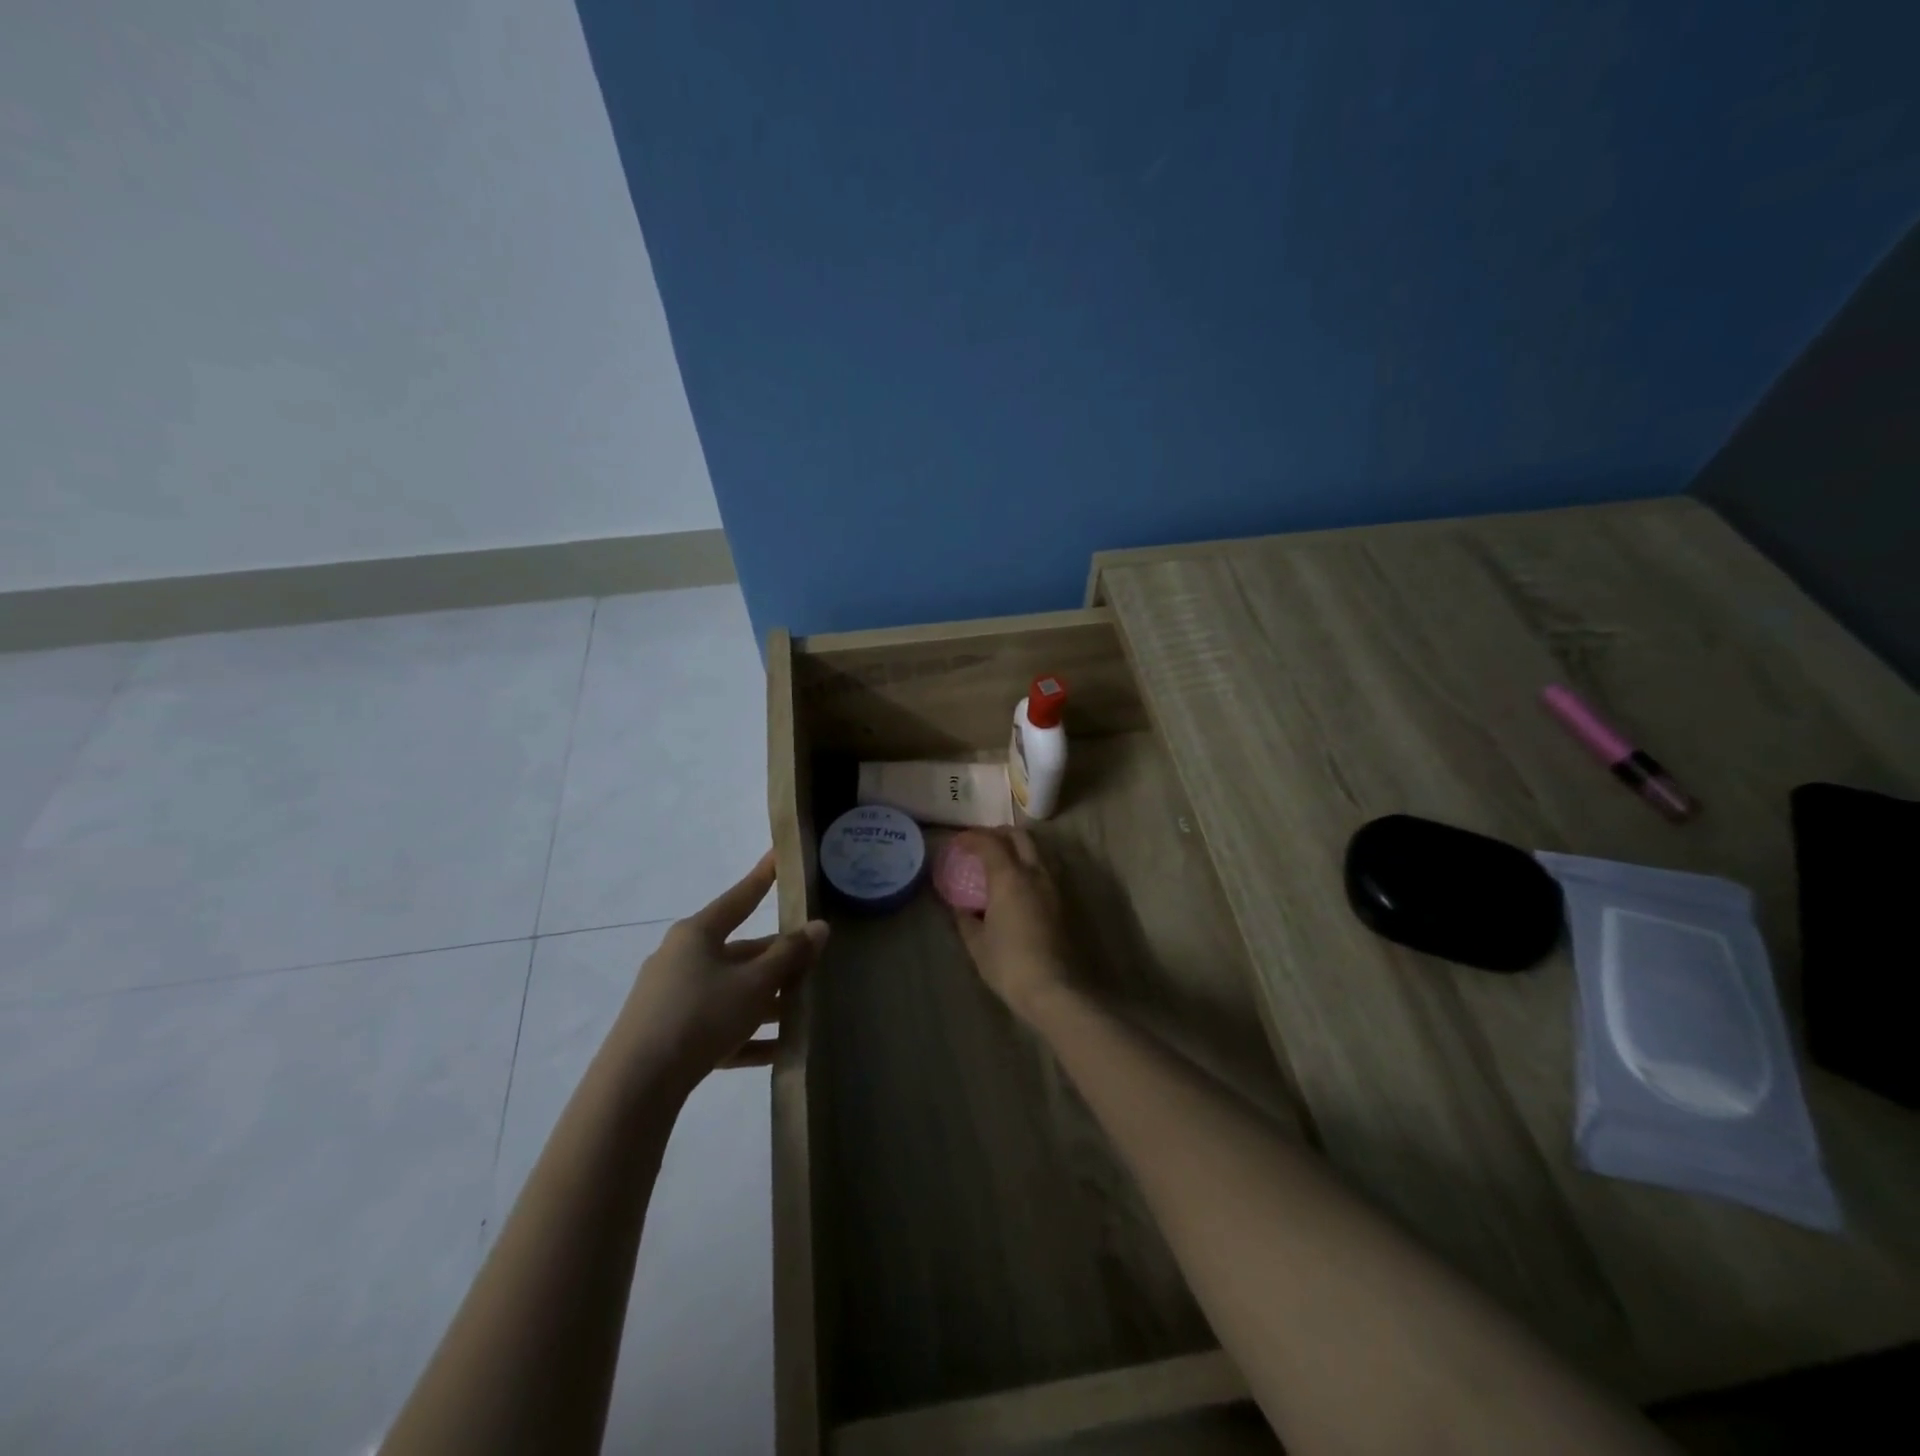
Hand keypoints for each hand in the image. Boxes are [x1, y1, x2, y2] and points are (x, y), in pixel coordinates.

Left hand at [612, 851, 828, 1089]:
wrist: (636, 1086)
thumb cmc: (700, 1015)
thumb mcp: (754, 983)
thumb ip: (789, 955)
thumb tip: (819, 927)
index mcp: (697, 935)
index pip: (739, 898)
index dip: (762, 878)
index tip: (778, 857)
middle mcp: (682, 959)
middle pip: (740, 951)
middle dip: (777, 959)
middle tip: (813, 961)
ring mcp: (673, 998)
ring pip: (732, 991)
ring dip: (767, 1001)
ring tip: (804, 1011)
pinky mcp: (670, 1035)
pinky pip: (719, 1026)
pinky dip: (748, 1034)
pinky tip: (779, 1051)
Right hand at [949, 829, 1076, 1024]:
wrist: (1055, 988)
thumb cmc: (1009, 964)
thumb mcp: (977, 943)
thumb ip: (965, 919)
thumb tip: (960, 907)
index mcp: (1010, 876)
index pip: (990, 842)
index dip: (972, 837)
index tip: (958, 842)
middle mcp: (1035, 873)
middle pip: (1020, 836)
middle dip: (999, 834)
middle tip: (981, 844)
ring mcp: (1054, 886)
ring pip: (1037, 851)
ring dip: (1018, 848)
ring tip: (1000, 863)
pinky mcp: (1064, 902)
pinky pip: (1045, 870)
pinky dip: (1029, 866)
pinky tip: (1017, 886)